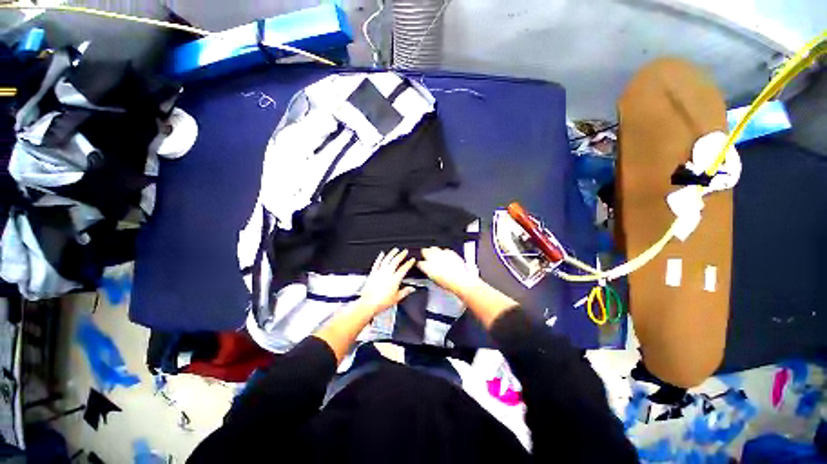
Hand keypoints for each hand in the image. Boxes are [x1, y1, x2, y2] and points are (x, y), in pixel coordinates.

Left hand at [356, 249, 416, 314]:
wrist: (368, 304)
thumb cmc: (381, 302)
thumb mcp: (397, 298)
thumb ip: (405, 291)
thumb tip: (411, 289)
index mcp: (395, 279)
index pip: (404, 268)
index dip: (409, 263)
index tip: (412, 260)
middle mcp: (387, 274)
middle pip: (396, 261)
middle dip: (401, 255)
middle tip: (405, 251)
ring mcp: (379, 272)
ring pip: (387, 259)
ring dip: (392, 253)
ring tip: (395, 250)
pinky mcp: (372, 273)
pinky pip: (377, 263)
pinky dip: (380, 258)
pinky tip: (381, 254)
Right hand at [416, 247, 480, 296]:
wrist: (461, 280)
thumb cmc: (449, 284)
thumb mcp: (436, 282)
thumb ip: (431, 274)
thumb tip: (430, 272)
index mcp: (427, 267)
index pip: (419, 263)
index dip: (420, 264)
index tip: (422, 265)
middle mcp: (432, 258)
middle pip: (424, 251)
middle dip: (425, 253)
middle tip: (427, 257)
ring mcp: (441, 253)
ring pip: (433, 248)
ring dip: (434, 251)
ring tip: (436, 256)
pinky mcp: (450, 252)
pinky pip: (444, 250)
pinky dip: (444, 253)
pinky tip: (446, 257)